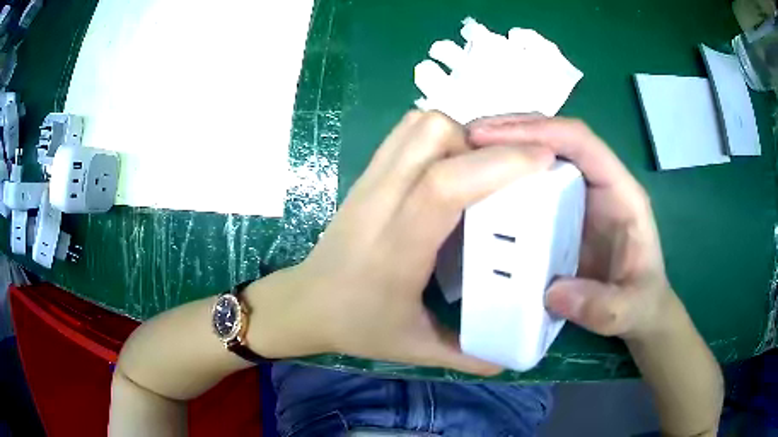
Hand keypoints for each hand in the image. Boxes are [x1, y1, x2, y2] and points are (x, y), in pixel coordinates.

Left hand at [247, 111, 552, 374]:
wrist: (306, 301)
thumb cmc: (357, 325)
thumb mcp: (415, 348)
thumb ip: (466, 354)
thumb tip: (512, 356)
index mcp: (397, 248)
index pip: (444, 186)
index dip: (498, 164)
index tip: (542, 160)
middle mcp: (380, 201)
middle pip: (433, 135)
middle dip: (484, 143)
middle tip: (512, 171)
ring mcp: (370, 180)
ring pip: (419, 125)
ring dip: (462, 134)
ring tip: (483, 166)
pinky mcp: (367, 172)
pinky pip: (406, 132)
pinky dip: (439, 133)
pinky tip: (455, 164)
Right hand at [468, 115, 673, 339]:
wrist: (638, 311)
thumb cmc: (641, 303)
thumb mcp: (629, 310)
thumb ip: (603, 306)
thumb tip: (551, 292)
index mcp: (620, 192)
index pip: (581, 141)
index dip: (538, 132)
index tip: (490, 139)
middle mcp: (598, 182)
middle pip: (555, 135)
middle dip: (511, 130)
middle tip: (466, 140)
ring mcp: (578, 194)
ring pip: (540, 152)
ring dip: (503, 146)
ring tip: (464, 154)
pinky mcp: (561, 211)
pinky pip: (532, 181)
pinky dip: (505, 175)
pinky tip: (479, 184)